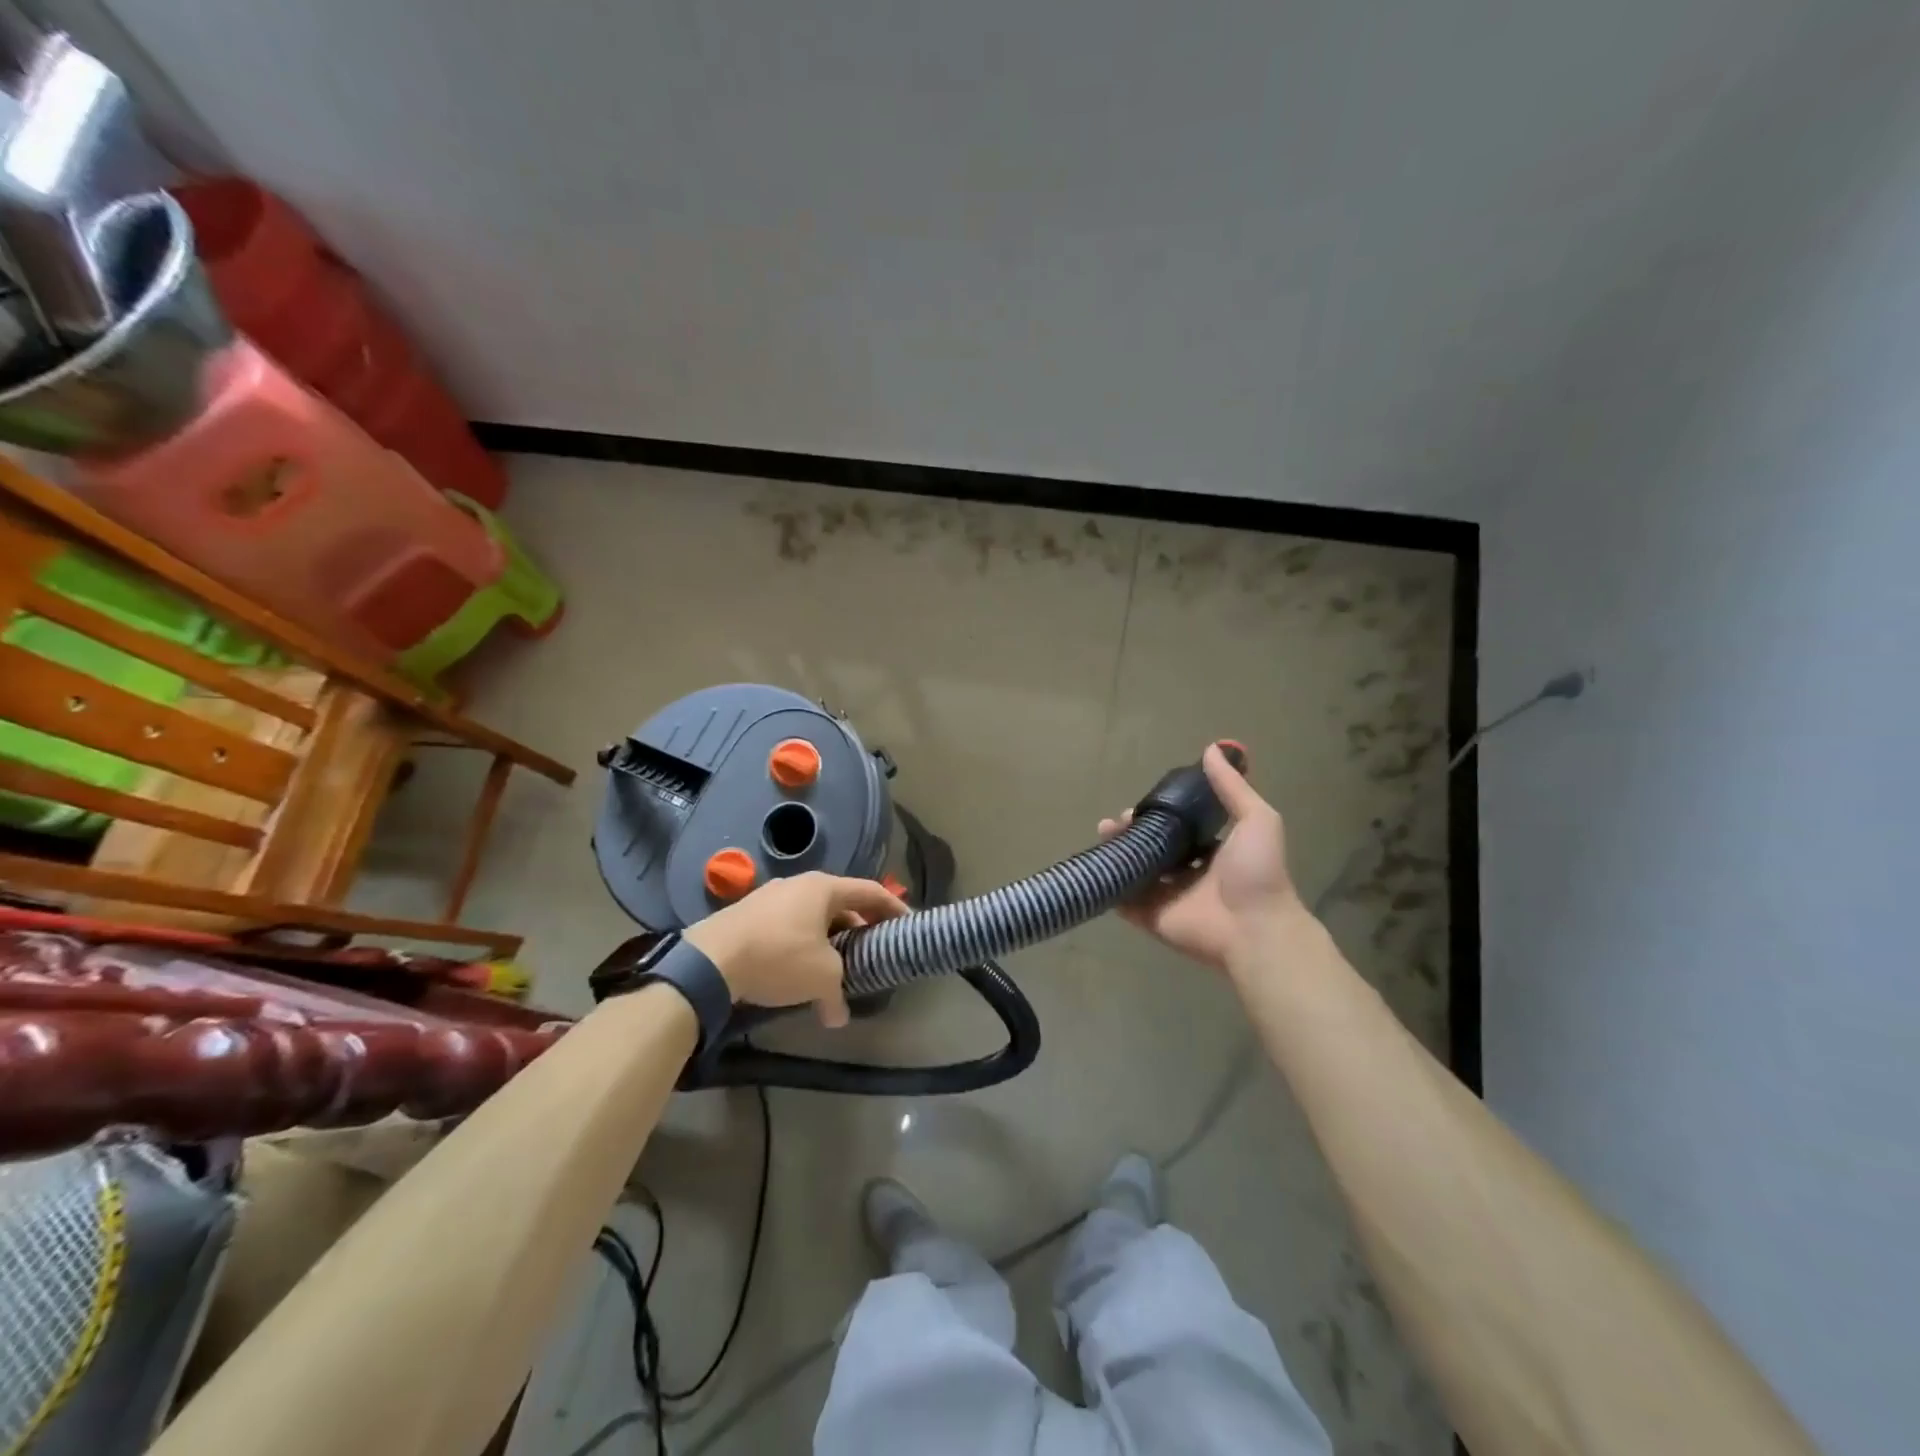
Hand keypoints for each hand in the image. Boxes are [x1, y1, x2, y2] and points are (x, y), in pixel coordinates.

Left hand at [685, 872, 907, 1026]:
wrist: (709, 961)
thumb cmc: (778, 957)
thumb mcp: (821, 978)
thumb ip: (837, 995)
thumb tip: (837, 1017)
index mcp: (823, 888)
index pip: (870, 892)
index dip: (893, 907)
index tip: (907, 924)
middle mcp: (798, 884)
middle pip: (841, 903)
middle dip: (858, 928)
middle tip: (871, 951)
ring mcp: (770, 897)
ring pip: (812, 916)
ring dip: (829, 939)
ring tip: (836, 966)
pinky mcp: (747, 915)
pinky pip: (788, 926)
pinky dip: (802, 944)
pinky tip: (798, 970)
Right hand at [1100, 744, 1300, 972]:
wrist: (1254, 928)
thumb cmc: (1257, 872)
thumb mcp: (1256, 820)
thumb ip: (1232, 787)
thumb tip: (1211, 749)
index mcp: (1211, 852)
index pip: (1178, 829)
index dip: (1158, 815)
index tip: (1141, 804)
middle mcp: (1187, 873)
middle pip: (1152, 848)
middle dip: (1131, 832)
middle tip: (1115, 822)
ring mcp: (1167, 897)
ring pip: (1134, 871)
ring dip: (1117, 853)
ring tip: (1104, 836)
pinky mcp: (1151, 918)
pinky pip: (1124, 901)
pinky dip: (1110, 886)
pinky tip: (1095, 866)